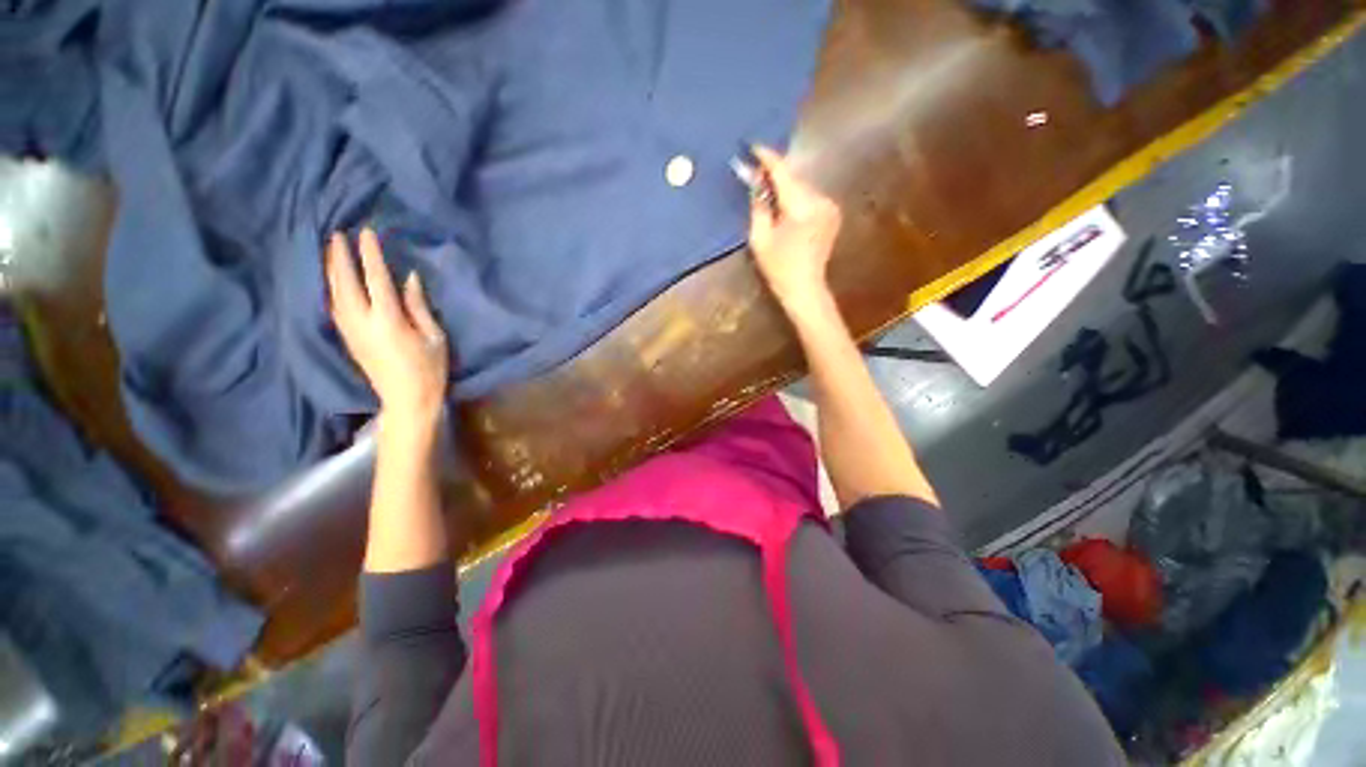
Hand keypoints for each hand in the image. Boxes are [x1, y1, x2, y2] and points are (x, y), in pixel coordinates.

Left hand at [326, 228, 449, 423]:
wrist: (407, 400)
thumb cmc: (429, 369)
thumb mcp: (434, 337)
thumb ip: (418, 306)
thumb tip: (408, 278)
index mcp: (388, 320)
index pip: (375, 279)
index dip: (369, 255)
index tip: (365, 233)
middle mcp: (362, 322)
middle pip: (344, 283)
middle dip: (339, 257)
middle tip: (336, 235)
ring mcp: (350, 331)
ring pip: (334, 293)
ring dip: (331, 270)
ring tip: (330, 251)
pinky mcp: (347, 339)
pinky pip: (334, 306)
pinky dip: (332, 288)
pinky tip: (333, 281)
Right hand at [747, 146, 842, 317]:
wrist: (805, 289)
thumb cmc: (779, 268)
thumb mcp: (760, 238)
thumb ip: (758, 205)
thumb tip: (755, 179)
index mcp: (802, 207)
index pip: (784, 172)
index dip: (767, 158)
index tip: (752, 146)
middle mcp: (821, 200)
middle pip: (795, 177)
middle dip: (775, 174)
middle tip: (754, 171)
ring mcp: (830, 207)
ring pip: (802, 186)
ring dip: (785, 185)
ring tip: (767, 189)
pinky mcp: (832, 214)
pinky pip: (810, 196)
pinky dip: (795, 196)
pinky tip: (784, 204)